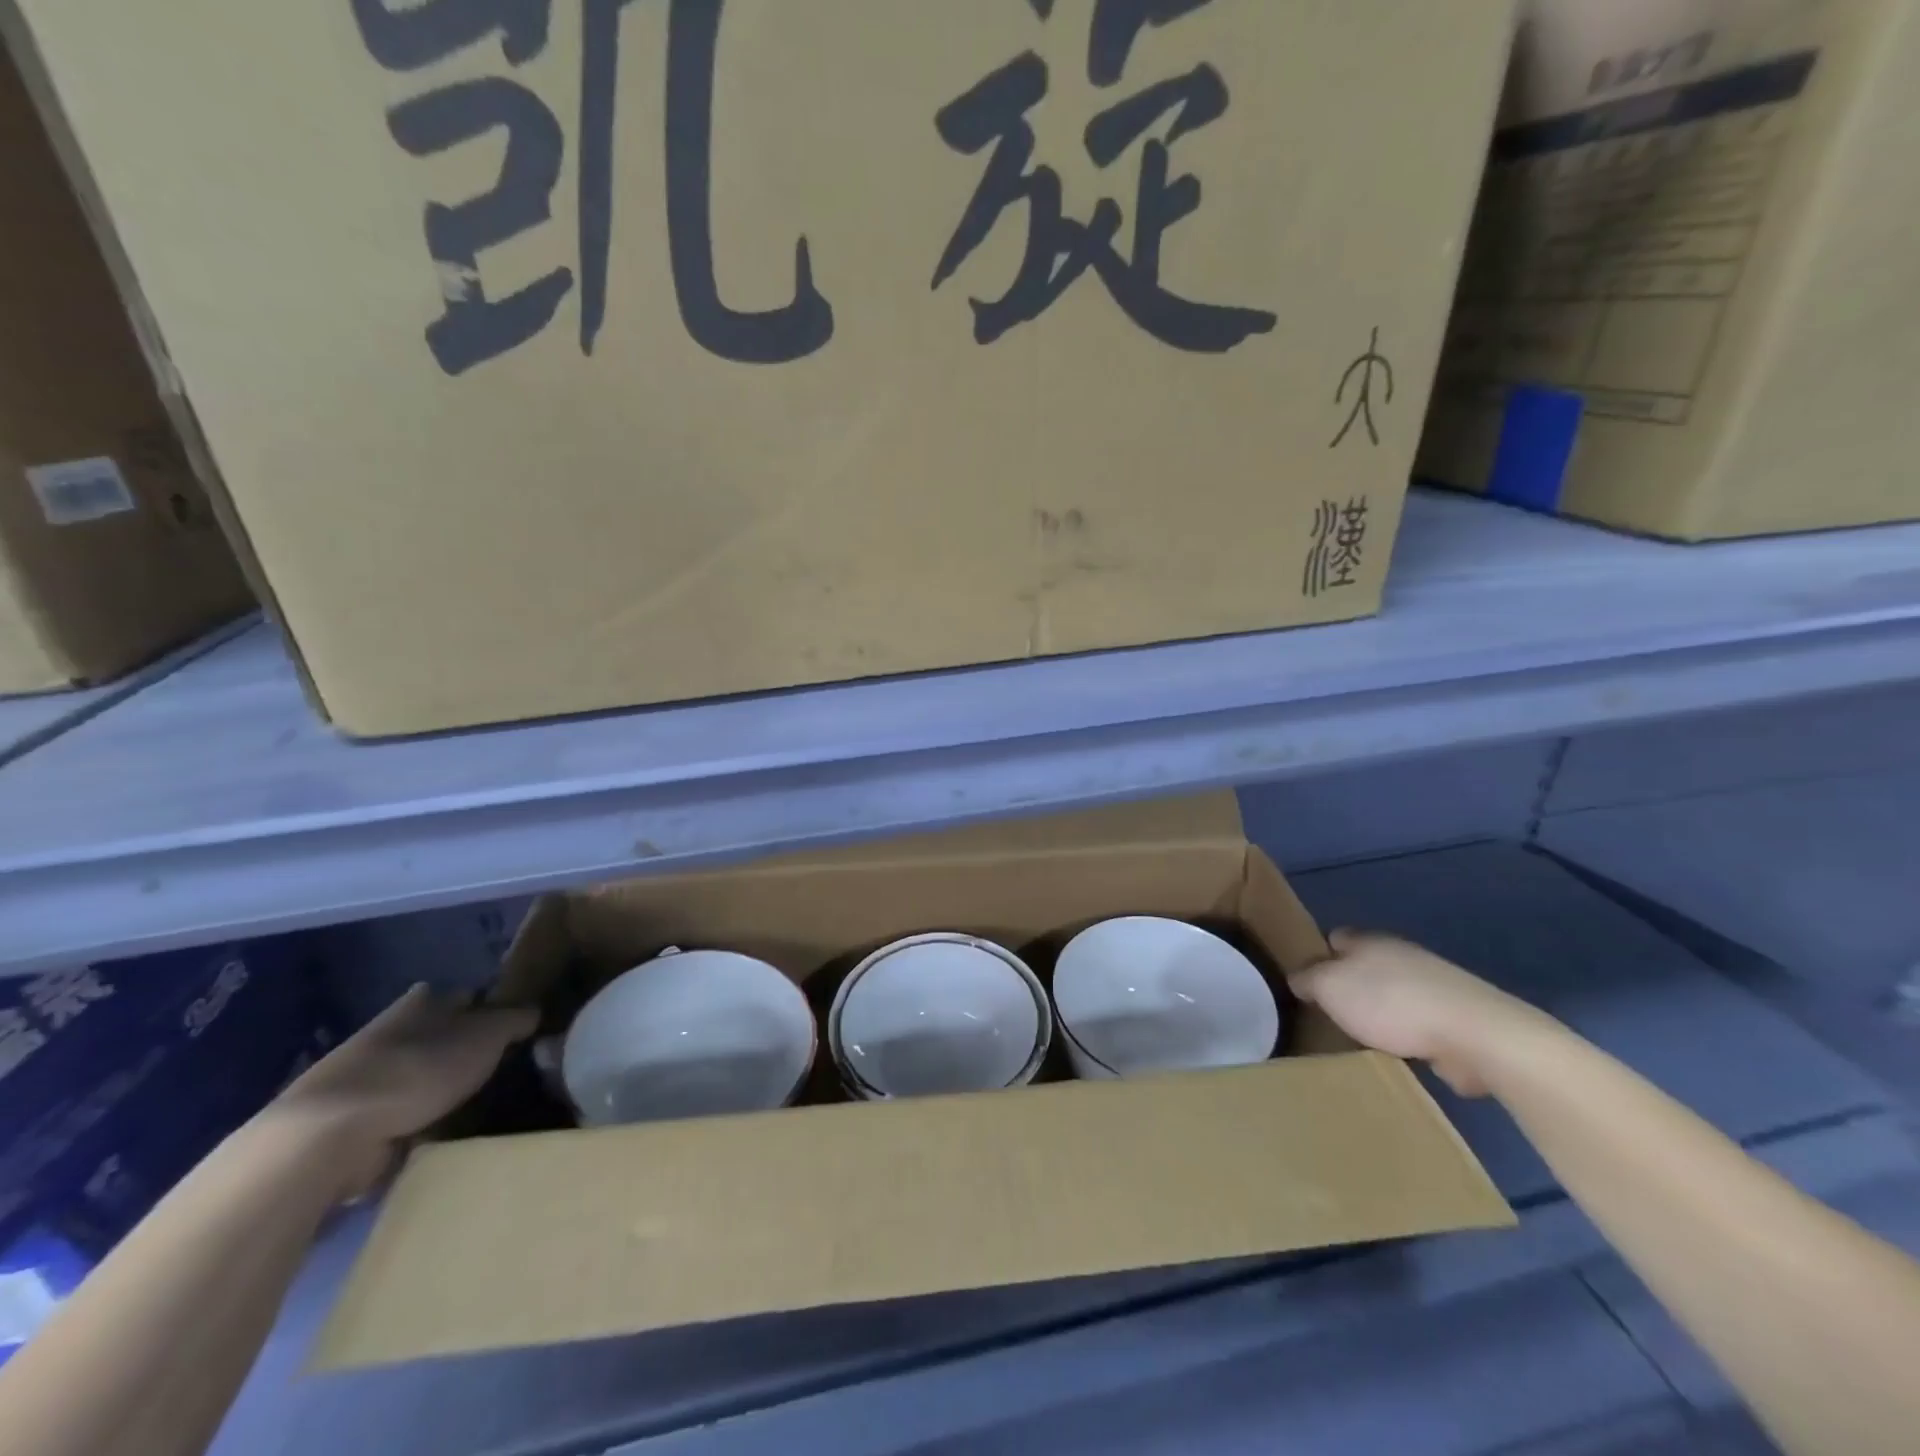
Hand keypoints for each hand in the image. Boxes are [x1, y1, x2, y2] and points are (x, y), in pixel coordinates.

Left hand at [265, 984, 535, 1198]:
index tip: (515, 1027)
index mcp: (422, 1001)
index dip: (491, 1007)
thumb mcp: (487, 1035)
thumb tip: (535, 1012)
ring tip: (479, 1106)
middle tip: (503, 1068)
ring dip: (441, 1089)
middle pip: (440, 1034)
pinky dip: (418, 1123)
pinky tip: (443, 1134)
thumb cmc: (419, 1069)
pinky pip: (400, 1116)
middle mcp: (392, 1031)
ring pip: (420, 1075)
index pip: (466, 995)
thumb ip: (516, 1020)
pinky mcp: (350, 1122)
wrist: (329, 1136)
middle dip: (465, 1049)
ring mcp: (365, 1078)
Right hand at [1287, 930, 1540, 1096]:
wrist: (1473, 1033)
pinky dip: (1409, 1035)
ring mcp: (1434, 985)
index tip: (1307, 982)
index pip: (1335, 938)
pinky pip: (1420, 1022)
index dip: (1319, 956)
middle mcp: (1401, 955)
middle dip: (1350, 987)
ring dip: (1382, 1013)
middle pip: (1366, 966)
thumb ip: (1307, 979)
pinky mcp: (1457, 1017)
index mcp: (1368, 941)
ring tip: (1362, 1039)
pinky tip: (1399, 1054)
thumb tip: (1299, 978)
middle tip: (1330, 1015)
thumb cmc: (1390, 1002)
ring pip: (1394, 994)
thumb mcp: (1329, 986)